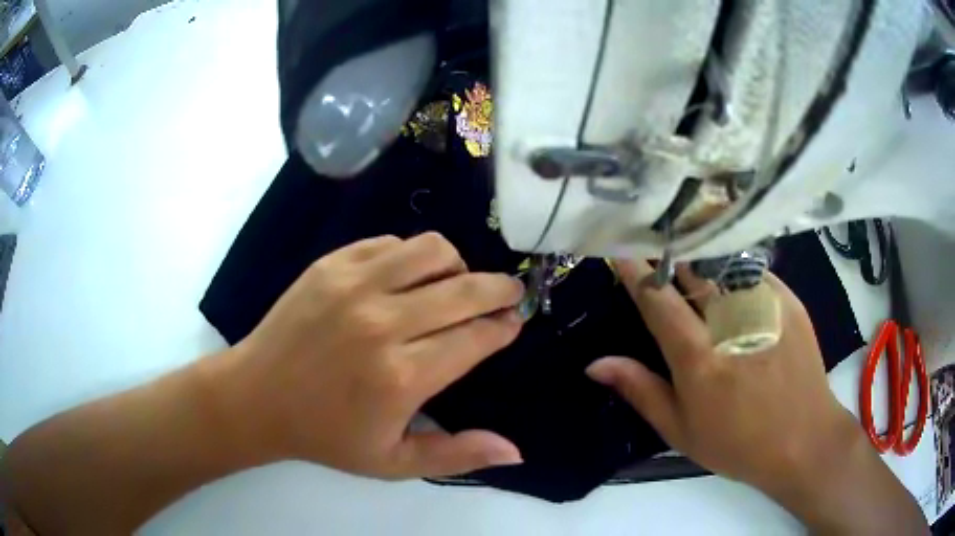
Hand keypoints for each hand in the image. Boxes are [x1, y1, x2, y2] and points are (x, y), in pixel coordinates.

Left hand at [208, 233, 524, 478]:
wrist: (257, 397)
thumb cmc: (326, 436)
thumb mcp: (394, 463)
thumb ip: (458, 455)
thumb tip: (515, 450)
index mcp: (401, 378)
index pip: (475, 337)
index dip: (503, 326)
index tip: (514, 321)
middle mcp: (381, 323)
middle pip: (465, 289)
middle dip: (499, 289)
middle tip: (508, 294)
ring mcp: (353, 285)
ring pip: (432, 250)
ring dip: (456, 265)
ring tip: (453, 285)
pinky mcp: (331, 265)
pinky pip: (391, 243)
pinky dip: (411, 257)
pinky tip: (406, 280)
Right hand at [586, 261, 858, 494]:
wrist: (803, 439)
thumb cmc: (737, 443)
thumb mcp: (681, 430)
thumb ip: (640, 390)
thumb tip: (595, 363)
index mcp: (698, 357)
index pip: (658, 300)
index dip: (634, 271)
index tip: (619, 249)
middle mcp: (730, 322)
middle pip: (690, 270)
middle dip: (666, 254)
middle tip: (651, 243)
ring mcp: (764, 306)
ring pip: (721, 263)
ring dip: (697, 256)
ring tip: (685, 250)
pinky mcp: (787, 300)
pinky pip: (752, 270)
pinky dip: (732, 268)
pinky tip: (728, 275)